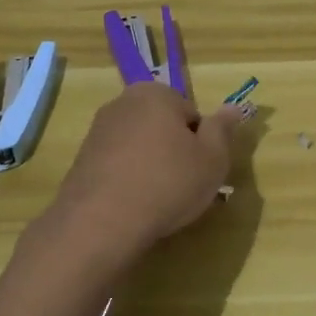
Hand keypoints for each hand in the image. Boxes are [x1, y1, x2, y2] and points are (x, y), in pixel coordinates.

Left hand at [46, 83, 251, 267]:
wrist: (101, 222)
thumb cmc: (167, 183)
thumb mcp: (212, 159)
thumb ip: (223, 129)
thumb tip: (234, 107)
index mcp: (155, 94)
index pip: (191, 114)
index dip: (201, 144)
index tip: (200, 169)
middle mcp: (122, 103)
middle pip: (163, 127)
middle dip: (174, 152)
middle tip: (184, 186)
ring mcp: (98, 131)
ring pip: (140, 147)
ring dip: (151, 167)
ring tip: (158, 201)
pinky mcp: (82, 160)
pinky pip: (118, 165)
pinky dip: (128, 180)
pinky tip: (133, 205)